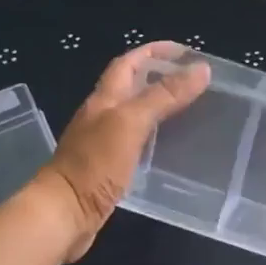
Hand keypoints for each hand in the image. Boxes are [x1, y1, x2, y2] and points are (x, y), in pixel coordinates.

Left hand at [39, 42, 209, 259]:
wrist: (64, 213)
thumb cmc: (95, 164)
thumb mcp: (131, 123)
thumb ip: (164, 96)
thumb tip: (200, 69)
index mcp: (104, 99)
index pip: (129, 63)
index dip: (154, 52)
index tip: (185, 52)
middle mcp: (101, 116)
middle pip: (130, 86)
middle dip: (159, 77)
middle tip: (193, 81)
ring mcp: (103, 142)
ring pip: (133, 114)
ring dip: (158, 106)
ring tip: (190, 109)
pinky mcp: (108, 167)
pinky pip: (135, 142)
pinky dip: (154, 136)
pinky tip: (170, 146)